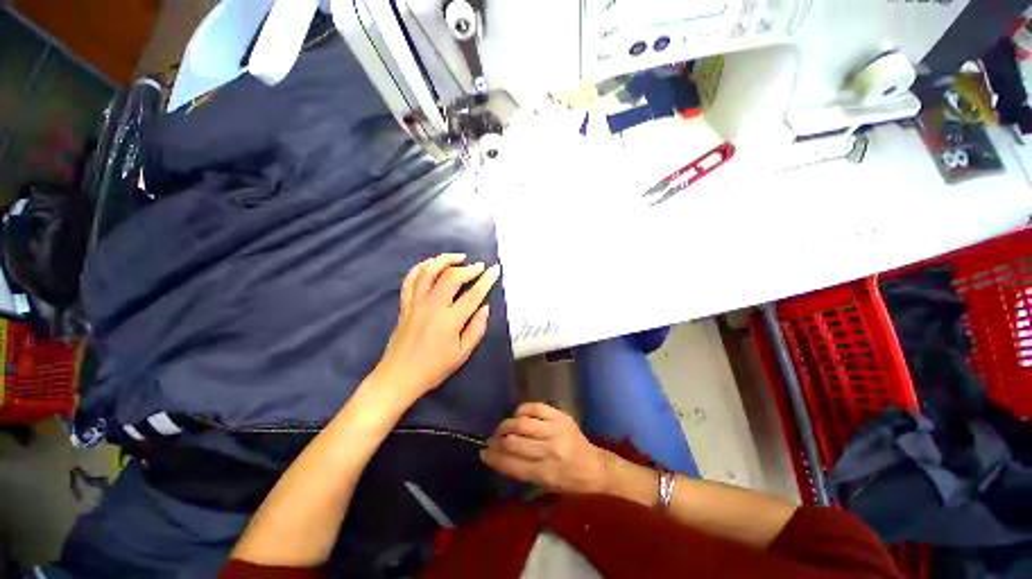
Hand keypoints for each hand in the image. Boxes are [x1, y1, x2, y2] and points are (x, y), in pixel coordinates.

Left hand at [372, 253, 499, 400]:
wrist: (398, 376)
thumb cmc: (434, 368)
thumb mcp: (462, 354)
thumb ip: (476, 329)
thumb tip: (485, 308)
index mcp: (450, 321)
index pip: (473, 295)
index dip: (486, 280)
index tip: (495, 270)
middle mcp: (432, 306)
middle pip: (451, 277)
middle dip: (468, 268)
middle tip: (479, 266)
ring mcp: (415, 303)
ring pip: (429, 272)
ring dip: (445, 260)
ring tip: (458, 257)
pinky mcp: (404, 304)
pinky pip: (410, 279)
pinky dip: (421, 267)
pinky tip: (431, 264)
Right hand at [481, 403, 609, 494]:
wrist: (595, 467)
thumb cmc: (569, 481)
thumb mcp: (545, 486)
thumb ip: (522, 471)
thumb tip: (497, 457)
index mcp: (545, 473)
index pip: (511, 464)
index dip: (493, 458)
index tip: (483, 453)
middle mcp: (549, 451)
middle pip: (514, 443)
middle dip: (497, 441)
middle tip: (491, 439)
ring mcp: (555, 430)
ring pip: (522, 424)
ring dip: (507, 425)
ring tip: (503, 428)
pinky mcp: (560, 416)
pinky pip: (535, 407)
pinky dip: (522, 410)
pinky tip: (518, 415)